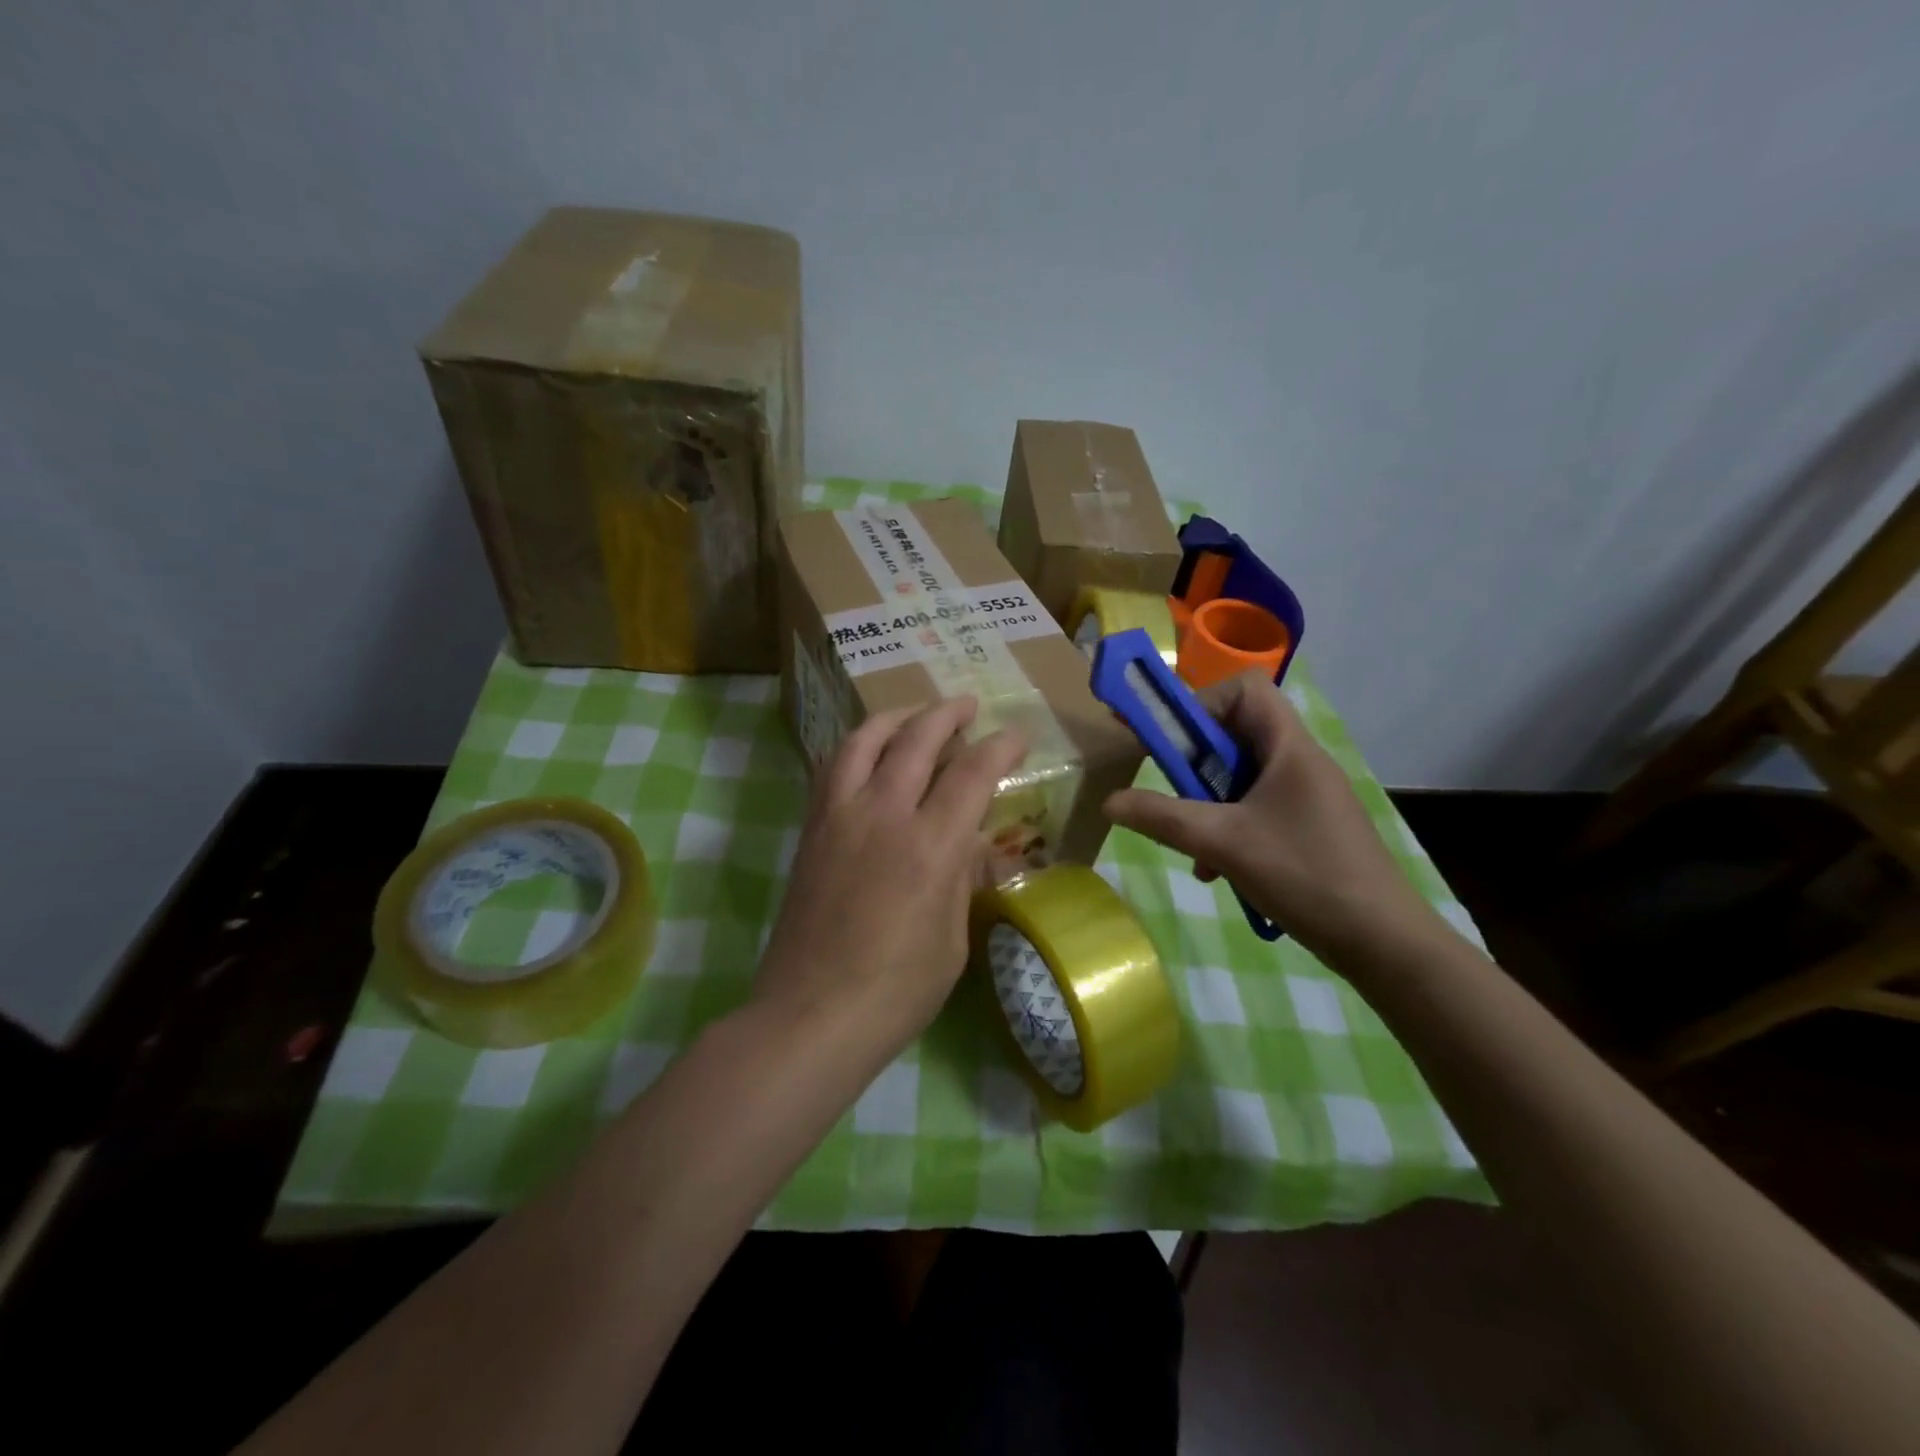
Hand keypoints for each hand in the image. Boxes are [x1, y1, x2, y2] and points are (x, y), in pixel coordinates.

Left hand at [756, 696, 1028, 1052]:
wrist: (811, 1014)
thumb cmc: (896, 990)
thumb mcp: (952, 938)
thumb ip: (962, 877)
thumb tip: (971, 843)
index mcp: (931, 846)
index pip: (972, 773)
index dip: (999, 747)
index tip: (1016, 736)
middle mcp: (884, 814)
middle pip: (917, 739)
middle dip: (948, 714)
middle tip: (968, 706)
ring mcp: (840, 816)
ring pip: (865, 741)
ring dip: (896, 717)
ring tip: (915, 714)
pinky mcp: (812, 829)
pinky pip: (833, 767)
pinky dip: (857, 746)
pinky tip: (869, 751)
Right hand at [1103, 671, 1444, 967]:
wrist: (1384, 942)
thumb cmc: (1305, 875)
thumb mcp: (1223, 843)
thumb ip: (1162, 818)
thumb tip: (1109, 802)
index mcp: (1290, 748)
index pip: (1245, 689)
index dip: (1202, 704)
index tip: (1169, 742)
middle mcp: (1301, 762)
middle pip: (1238, 734)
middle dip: (1196, 763)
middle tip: (1170, 792)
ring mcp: (1307, 796)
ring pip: (1243, 778)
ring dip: (1208, 803)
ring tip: (1193, 845)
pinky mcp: (1309, 827)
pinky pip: (1257, 809)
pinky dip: (1229, 829)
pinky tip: (1217, 869)